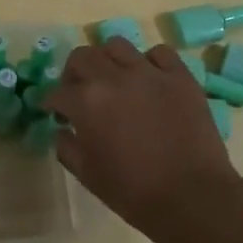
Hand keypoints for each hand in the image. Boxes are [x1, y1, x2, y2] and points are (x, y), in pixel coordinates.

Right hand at [50, 39, 242, 242]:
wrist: (191, 196)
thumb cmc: (133, 191)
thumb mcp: (87, 175)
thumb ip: (67, 147)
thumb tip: (63, 130)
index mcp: (86, 101)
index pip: (57, 92)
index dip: (52, 103)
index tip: (55, 112)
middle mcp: (114, 78)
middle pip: (83, 56)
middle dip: (74, 73)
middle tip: (79, 91)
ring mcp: (149, 73)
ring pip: (117, 45)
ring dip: (108, 60)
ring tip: (113, 79)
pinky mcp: (180, 76)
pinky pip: (160, 53)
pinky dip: (149, 62)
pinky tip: (149, 79)